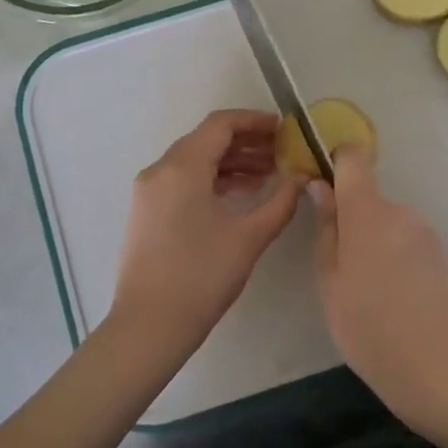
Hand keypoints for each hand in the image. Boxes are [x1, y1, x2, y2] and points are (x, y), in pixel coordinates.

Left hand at [109, 109, 300, 360]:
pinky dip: (212, 180)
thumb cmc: (202, 276)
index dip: (254, 121)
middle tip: (283, 153)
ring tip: (269, 176)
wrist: (149, 326)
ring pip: (194, 161)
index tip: (285, 128)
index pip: (220, 125)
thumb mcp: (249, 237)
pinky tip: (240, 195)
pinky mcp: (146, 212)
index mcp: (182, 167)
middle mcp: (160, 170)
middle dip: (246, 142)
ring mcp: (149, 191)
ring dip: (230, 162)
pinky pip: (182, 180)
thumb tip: (301, 178)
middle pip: (206, 140)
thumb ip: (281, 201)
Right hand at [309, 146, 447, 428]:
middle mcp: (401, 213)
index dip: (337, 162)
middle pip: (370, 201)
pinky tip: (398, 301)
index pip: (354, 160)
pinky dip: (399, 261)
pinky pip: (410, 245)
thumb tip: (320, 188)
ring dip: (377, 245)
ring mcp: (427, 234)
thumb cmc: (367, 327)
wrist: (436, 368)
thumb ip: (326, 229)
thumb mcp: (329, 282)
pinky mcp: (444, 256)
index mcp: (367, 213)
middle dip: (354, 223)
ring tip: (372, 293)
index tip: (324, 185)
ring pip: (390, 225)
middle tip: (343, 270)